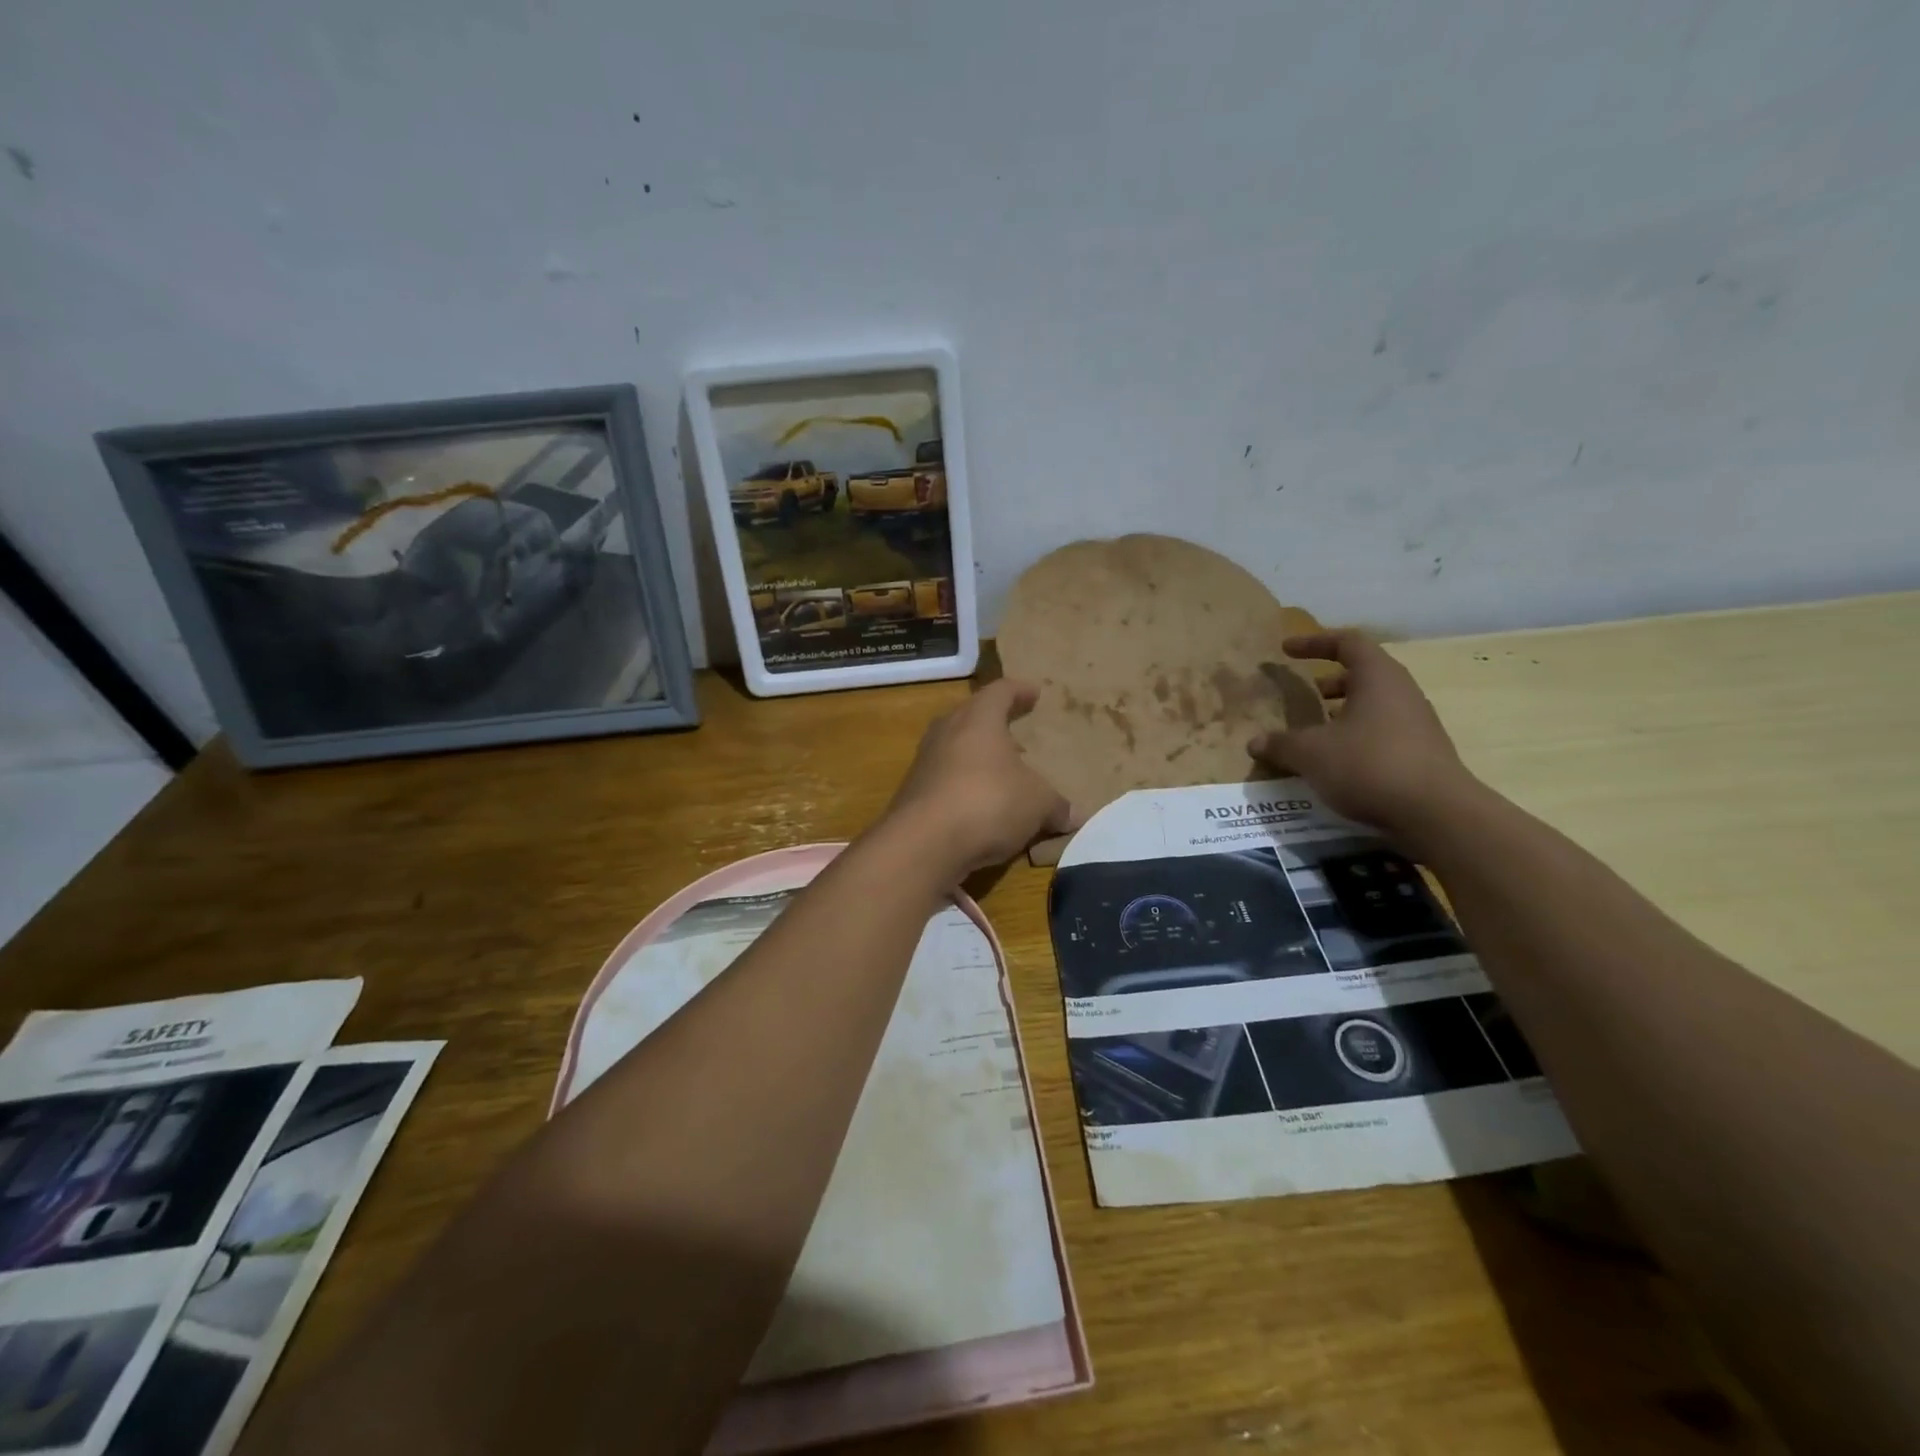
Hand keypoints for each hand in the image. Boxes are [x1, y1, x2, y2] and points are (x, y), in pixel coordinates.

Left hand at [881, 679, 1075, 879]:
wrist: (923, 844)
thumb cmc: (988, 802)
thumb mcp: (1037, 804)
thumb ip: (1057, 806)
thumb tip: (1076, 814)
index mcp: (978, 719)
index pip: (1000, 692)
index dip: (1019, 691)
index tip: (1034, 692)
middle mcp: (946, 732)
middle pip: (970, 716)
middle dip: (992, 722)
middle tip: (1013, 731)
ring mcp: (924, 763)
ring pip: (953, 748)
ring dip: (974, 756)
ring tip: (998, 770)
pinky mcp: (912, 794)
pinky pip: (944, 780)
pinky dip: (962, 786)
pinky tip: (978, 805)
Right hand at [1249, 631, 1480, 841]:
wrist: (1436, 814)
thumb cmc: (1369, 765)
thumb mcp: (1311, 753)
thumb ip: (1280, 744)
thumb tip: (1254, 743)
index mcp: (1378, 678)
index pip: (1347, 642)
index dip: (1315, 642)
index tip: (1286, 650)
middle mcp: (1402, 693)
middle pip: (1364, 674)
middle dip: (1330, 682)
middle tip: (1304, 695)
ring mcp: (1417, 724)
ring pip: (1374, 705)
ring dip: (1343, 712)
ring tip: (1316, 732)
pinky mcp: (1421, 753)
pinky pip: (1383, 732)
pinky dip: (1357, 737)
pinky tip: (1338, 762)